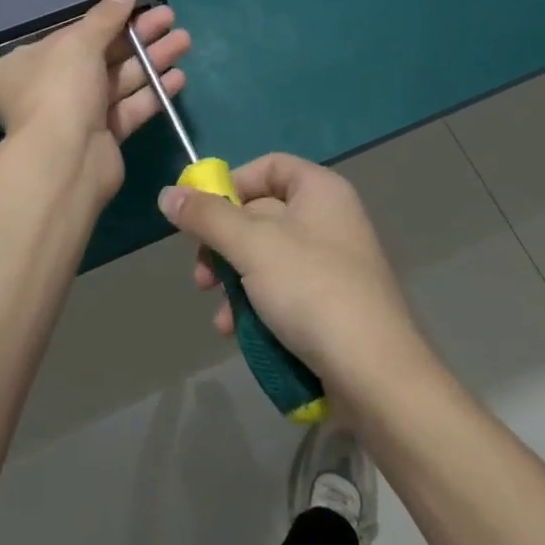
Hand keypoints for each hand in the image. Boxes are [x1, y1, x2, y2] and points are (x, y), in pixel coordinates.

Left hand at [0, 0, 190, 204]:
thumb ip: (105, 17)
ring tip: (184, 41)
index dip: (107, 19)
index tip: (138, 6)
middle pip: (101, 55)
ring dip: (152, 60)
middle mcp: (49, 88)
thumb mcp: (80, 42)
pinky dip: (152, 92)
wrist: (65, 161)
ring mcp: (77, 115)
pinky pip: (129, 108)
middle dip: (138, 36)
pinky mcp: (102, 137)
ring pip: (119, 80)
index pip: (72, 34)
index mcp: (29, 63)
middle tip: (170, 17)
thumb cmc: (61, 89)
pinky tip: (178, 77)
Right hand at [157, 154, 425, 394]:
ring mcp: (332, 264)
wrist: (376, 377)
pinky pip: (283, 290)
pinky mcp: (331, 305)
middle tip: (202, 275)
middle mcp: (329, 219)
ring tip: (219, 313)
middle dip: (224, 245)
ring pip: (266, 258)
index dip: (231, 184)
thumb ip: (207, 217)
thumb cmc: (312, 290)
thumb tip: (167, 194)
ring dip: (234, 282)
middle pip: (260, 214)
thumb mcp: (251, 246)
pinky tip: (237, 332)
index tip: (202, 214)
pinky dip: (256, 305)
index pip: (268, 167)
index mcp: (320, 190)